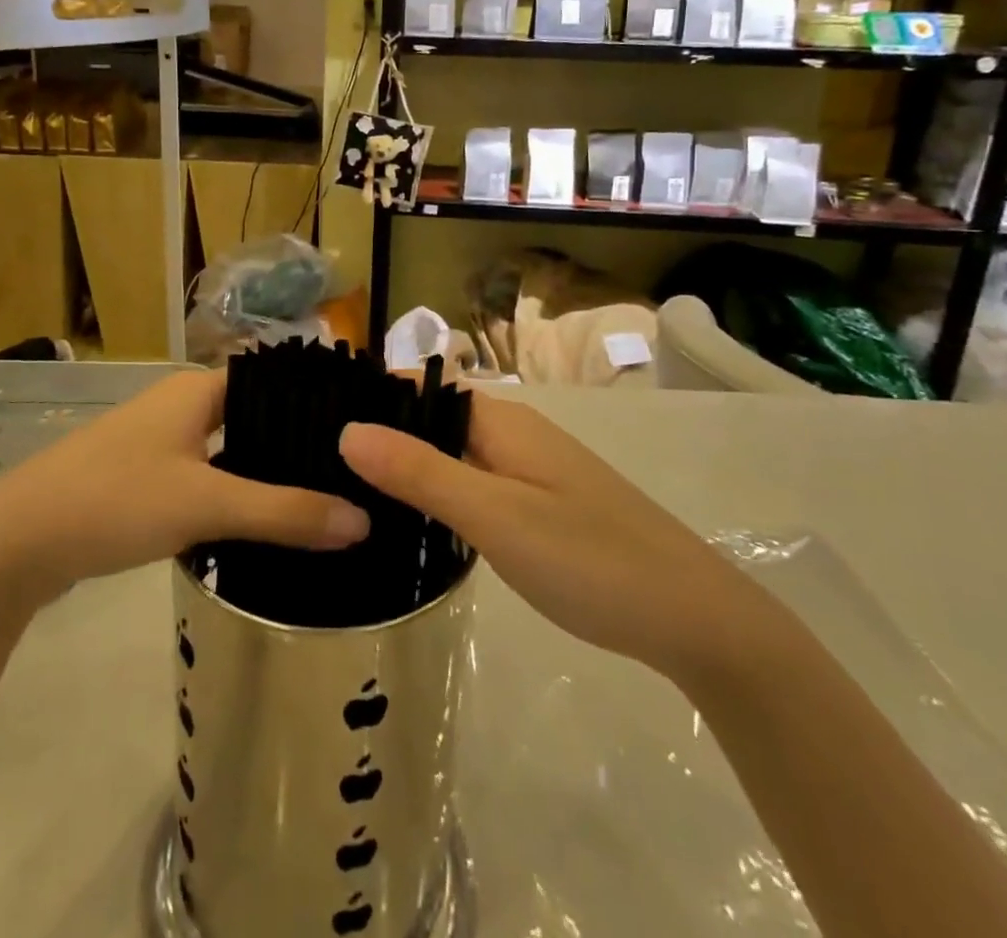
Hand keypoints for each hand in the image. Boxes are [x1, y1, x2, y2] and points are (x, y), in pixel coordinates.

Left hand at [0, 369, 370, 608]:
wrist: (15, 542)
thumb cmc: (115, 500)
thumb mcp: (206, 505)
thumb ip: (284, 513)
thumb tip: (363, 521)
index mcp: (198, 390)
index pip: (275, 383)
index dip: (317, 404)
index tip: (363, 434)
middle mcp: (180, 405)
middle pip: (255, 418)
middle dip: (297, 445)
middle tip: (353, 476)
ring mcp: (158, 441)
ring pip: (230, 450)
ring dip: (266, 473)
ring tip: (322, 499)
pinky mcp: (143, 478)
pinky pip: (205, 477)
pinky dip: (234, 494)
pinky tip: (262, 524)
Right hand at [340, 396, 780, 689]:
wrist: (695, 618)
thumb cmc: (591, 559)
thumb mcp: (495, 517)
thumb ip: (421, 472)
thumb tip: (347, 428)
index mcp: (502, 421)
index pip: (421, 388)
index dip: (371, 397)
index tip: (311, 420)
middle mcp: (515, 433)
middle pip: (434, 419)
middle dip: (382, 436)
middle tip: (318, 468)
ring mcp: (531, 470)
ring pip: (453, 454)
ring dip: (409, 467)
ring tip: (349, 495)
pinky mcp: (541, 505)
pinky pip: (475, 483)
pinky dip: (440, 493)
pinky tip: (415, 523)